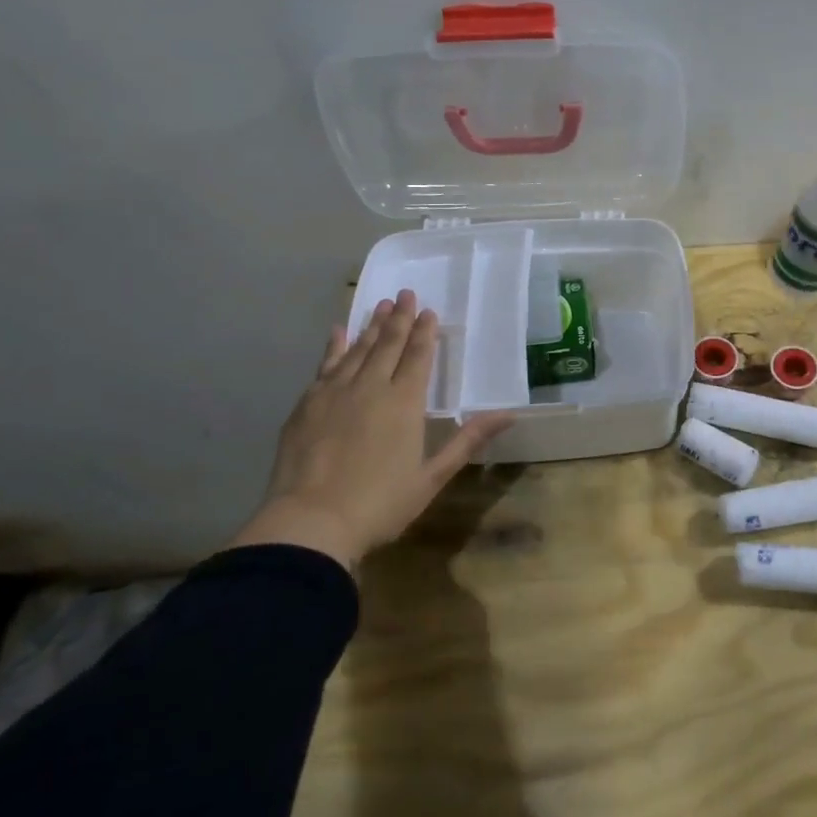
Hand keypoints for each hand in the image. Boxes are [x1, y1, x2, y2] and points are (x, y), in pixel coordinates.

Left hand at [230, 290, 512, 568]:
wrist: (310, 523)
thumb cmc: (380, 504)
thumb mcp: (432, 476)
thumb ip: (467, 440)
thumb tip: (509, 414)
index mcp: (405, 402)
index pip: (418, 357)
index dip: (425, 333)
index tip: (428, 311)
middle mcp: (371, 387)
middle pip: (388, 344)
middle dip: (399, 318)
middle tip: (405, 293)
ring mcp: (335, 392)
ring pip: (358, 349)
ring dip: (371, 326)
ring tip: (380, 305)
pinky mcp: (307, 404)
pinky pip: (325, 365)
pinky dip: (334, 346)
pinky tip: (338, 332)